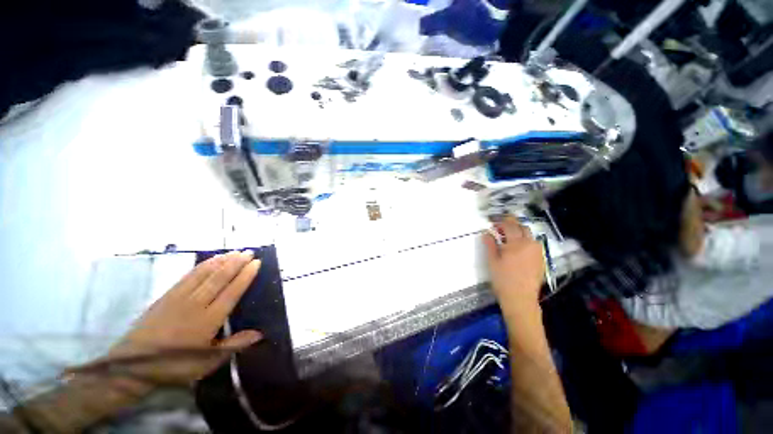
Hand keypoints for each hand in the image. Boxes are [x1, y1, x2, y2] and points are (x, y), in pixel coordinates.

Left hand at [71, 251, 262, 387]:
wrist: (132, 365)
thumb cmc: (174, 366)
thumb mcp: (206, 362)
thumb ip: (234, 345)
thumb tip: (260, 334)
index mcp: (208, 320)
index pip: (232, 292)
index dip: (245, 276)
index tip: (257, 263)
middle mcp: (196, 304)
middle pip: (220, 278)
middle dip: (237, 263)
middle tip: (250, 251)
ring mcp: (180, 298)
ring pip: (205, 273)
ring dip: (222, 261)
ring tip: (235, 251)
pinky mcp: (167, 295)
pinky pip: (189, 275)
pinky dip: (203, 265)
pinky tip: (211, 260)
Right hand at [483, 216, 545, 309]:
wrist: (520, 298)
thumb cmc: (502, 279)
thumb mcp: (492, 261)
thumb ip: (490, 244)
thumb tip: (487, 233)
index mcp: (516, 243)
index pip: (509, 225)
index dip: (501, 221)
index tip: (493, 223)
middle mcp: (529, 244)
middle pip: (522, 227)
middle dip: (511, 224)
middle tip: (500, 229)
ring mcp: (537, 252)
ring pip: (529, 235)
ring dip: (519, 232)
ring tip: (509, 238)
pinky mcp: (541, 259)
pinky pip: (534, 244)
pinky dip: (526, 241)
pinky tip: (518, 249)